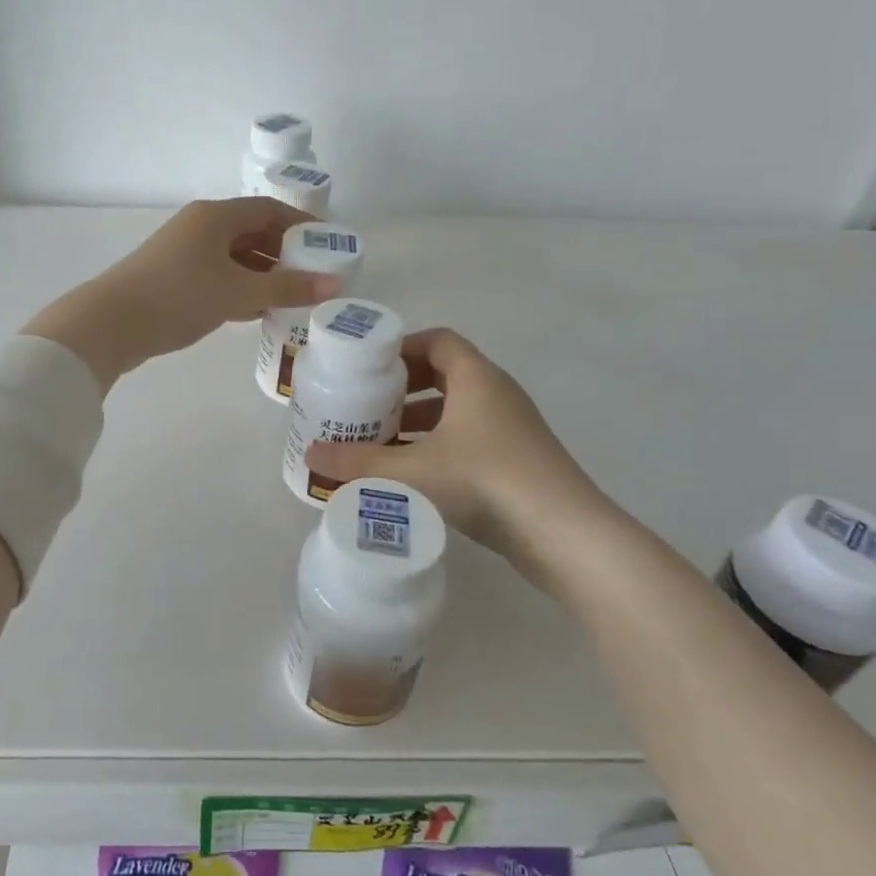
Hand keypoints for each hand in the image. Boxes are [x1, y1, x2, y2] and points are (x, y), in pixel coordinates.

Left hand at [24, 197, 343, 389]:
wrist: (110, 324)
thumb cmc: (179, 297)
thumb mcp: (238, 293)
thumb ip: (287, 288)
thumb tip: (334, 284)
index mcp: (215, 216)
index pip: (269, 209)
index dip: (301, 224)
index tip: (328, 244)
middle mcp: (199, 226)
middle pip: (252, 231)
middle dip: (284, 252)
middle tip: (314, 276)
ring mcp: (184, 252)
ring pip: (235, 256)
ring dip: (263, 274)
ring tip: (292, 297)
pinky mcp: (173, 278)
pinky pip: (218, 275)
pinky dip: (241, 288)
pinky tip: (257, 311)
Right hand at [305, 328, 631, 582]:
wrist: (566, 534)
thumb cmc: (487, 480)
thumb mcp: (414, 471)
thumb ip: (359, 463)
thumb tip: (309, 455)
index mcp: (477, 378)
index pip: (438, 340)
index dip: (402, 347)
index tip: (369, 366)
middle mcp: (497, 393)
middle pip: (444, 373)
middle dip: (403, 387)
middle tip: (367, 404)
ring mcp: (511, 428)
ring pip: (457, 409)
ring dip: (420, 420)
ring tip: (381, 440)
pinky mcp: (517, 459)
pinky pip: (470, 437)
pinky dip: (439, 444)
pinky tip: (414, 473)